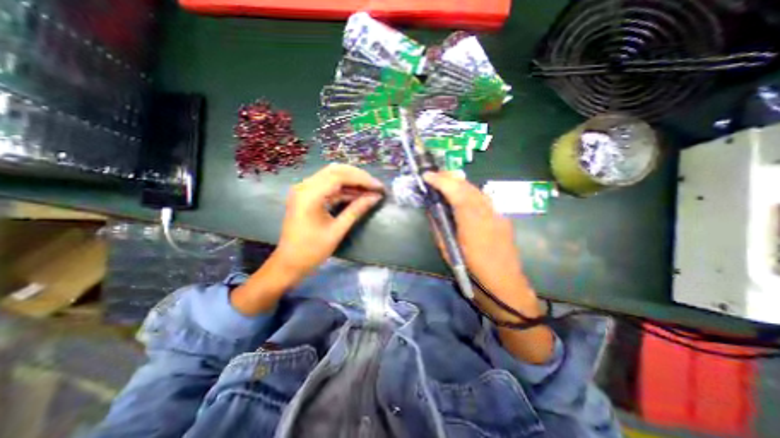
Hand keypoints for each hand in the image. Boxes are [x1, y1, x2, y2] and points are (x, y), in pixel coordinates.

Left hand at [229, 164, 382, 313]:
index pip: (339, 176)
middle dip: (358, 177)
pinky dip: (343, 188)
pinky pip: (328, 186)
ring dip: (352, 181)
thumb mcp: (337, 231)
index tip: (379, 187)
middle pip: (335, 171)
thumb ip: (356, 210)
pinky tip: (357, 195)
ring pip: (332, 176)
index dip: (362, 179)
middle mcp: (304, 186)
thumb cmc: (312, 251)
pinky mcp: (306, 195)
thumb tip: (375, 197)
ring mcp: (304, 190)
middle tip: (375, 186)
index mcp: (309, 195)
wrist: (289, 263)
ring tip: (370, 190)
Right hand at [424, 173, 539, 319]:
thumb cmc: (473, 272)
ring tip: (445, 181)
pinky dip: (469, 191)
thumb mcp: (448, 251)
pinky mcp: (502, 217)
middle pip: (468, 187)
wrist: (505, 285)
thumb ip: (440, 228)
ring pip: (476, 190)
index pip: (457, 193)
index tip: (427, 176)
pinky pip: (483, 198)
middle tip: (434, 175)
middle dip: (449, 177)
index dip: (441, 181)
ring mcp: (497, 214)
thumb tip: (432, 210)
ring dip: (459, 183)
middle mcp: (487, 214)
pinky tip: (461, 195)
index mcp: (472, 225)